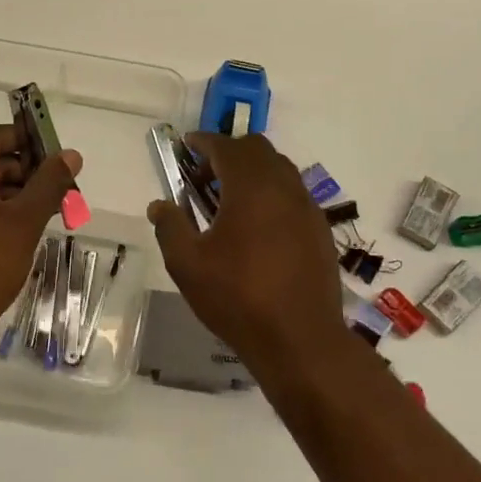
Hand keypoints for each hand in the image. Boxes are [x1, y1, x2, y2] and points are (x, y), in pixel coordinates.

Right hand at [147, 133, 344, 369]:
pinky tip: (257, 227)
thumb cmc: (238, 298)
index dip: (204, 141)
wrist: (301, 340)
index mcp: (251, 187)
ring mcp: (307, 208)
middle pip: (257, 149)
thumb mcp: (188, 265)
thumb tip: (160, 205)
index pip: (226, 147)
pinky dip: (272, 194)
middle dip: (229, 153)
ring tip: (229, 202)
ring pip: (280, 170)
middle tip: (204, 176)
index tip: (186, 145)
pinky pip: (293, 195)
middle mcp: (284, 187)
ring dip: (253, 172)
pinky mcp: (320, 230)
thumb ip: (170, 228)